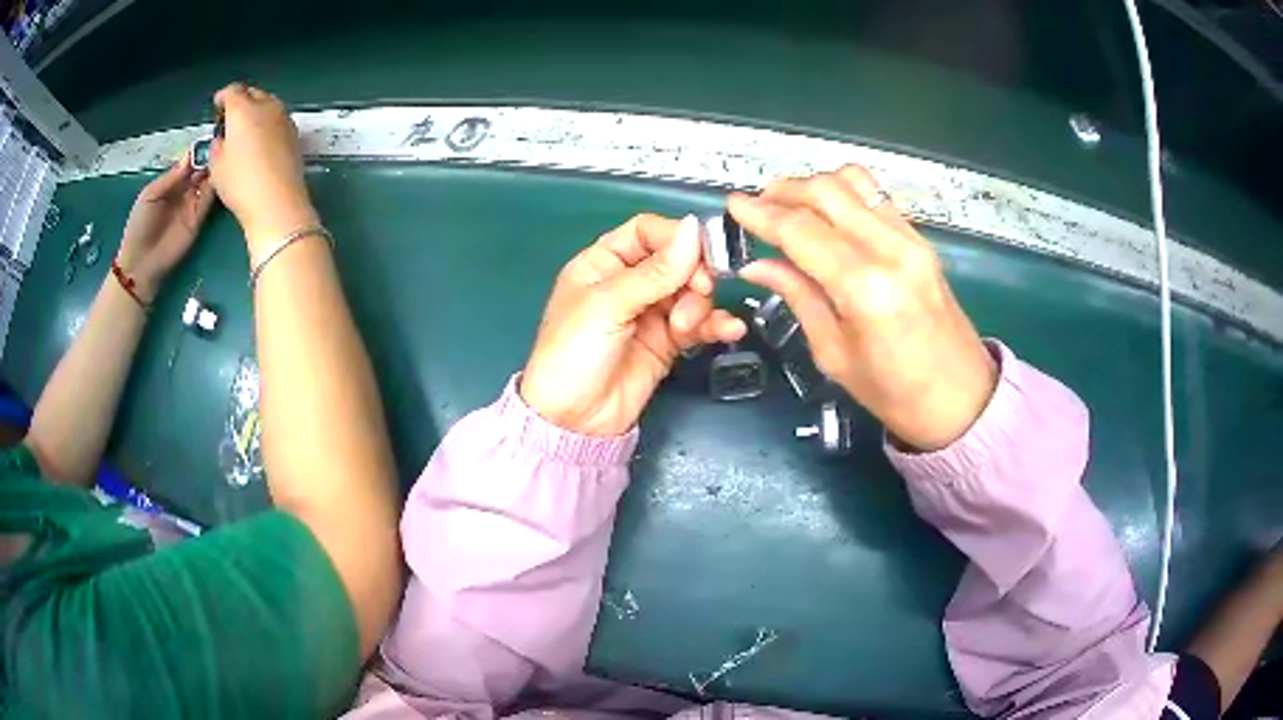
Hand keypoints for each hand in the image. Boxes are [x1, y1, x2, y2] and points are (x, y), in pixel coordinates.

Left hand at [116, 156, 215, 301]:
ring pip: (208, 182)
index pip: (189, 162)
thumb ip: (171, 177)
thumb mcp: (150, 195)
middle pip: (201, 169)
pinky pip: (210, 200)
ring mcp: (192, 205)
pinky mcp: (199, 219)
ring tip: (226, 156)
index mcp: (171, 182)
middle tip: (223, 144)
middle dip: (210, 158)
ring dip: (216, 170)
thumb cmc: (139, 227)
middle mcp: (184, 190)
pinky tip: (223, 175)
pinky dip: (217, 187)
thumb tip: (191, 156)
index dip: (198, 151)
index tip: (211, 137)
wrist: (141, 264)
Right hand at [208, 83, 318, 254]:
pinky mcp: (295, 132)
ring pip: (268, 103)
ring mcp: (284, 117)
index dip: (223, 96)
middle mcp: (267, 106)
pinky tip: (261, 139)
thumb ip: (217, 145)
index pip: (233, 91)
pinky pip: (278, 118)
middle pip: (253, 93)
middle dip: (241, 100)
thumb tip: (222, 139)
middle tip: (230, 117)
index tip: (218, 104)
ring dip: (256, 110)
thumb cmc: (241, 183)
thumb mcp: (216, 166)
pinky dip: (268, 122)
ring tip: (245, 128)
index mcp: (243, 110)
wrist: (277, 202)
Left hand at [520, 215, 746, 435]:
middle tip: (700, 290)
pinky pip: (698, 324)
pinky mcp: (667, 342)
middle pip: (677, 260)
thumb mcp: (608, 306)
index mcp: (603, 263)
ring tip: (686, 326)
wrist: (574, 421)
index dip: (677, 236)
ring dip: (700, 304)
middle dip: (693, 274)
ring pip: (692, 291)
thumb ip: (655, 271)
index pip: (648, 232)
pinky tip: (729, 330)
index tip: (702, 251)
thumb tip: (695, 228)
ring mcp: (650, 313)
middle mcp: (629, 282)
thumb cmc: (573, 354)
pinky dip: (715, 325)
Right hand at [729, 165, 997, 450]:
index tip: (732, 206)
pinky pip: (875, 197)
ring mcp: (911, 239)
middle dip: (783, 191)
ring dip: (815, 185)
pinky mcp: (921, 239)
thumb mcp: (834, 354)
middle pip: (826, 191)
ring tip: (791, 206)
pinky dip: (844, 194)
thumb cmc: (894, 393)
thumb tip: (756, 265)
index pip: (801, 230)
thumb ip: (798, 296)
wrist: (961, 399)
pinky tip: (828, 216)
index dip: (760, 214)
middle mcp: (890, 249)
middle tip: (758, 207)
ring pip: (854, 181)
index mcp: (864, 288)